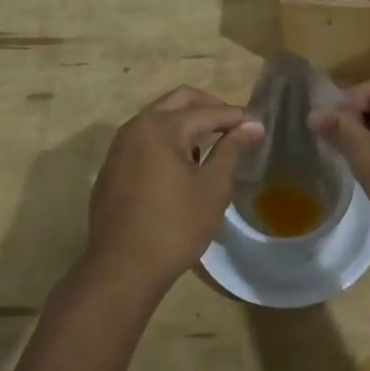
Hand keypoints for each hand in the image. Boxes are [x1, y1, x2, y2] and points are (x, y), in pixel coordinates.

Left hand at [82, 86, 261, 290]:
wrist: (121, 269)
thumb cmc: (175, 226)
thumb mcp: (212, 187)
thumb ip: (231, 149)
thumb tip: (252, 125)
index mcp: (161, 126)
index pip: (208, 112)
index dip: (236, 117)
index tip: (258, 125)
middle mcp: (136, 127)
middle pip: (179, 101)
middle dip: (209, 108)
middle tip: (233, 126)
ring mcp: (118, 148)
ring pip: (158, 119)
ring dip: (185, 124)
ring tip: (209, 149)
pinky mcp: (111, 169)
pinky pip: (143, 141)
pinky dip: (165, 142)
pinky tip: (180, 169)